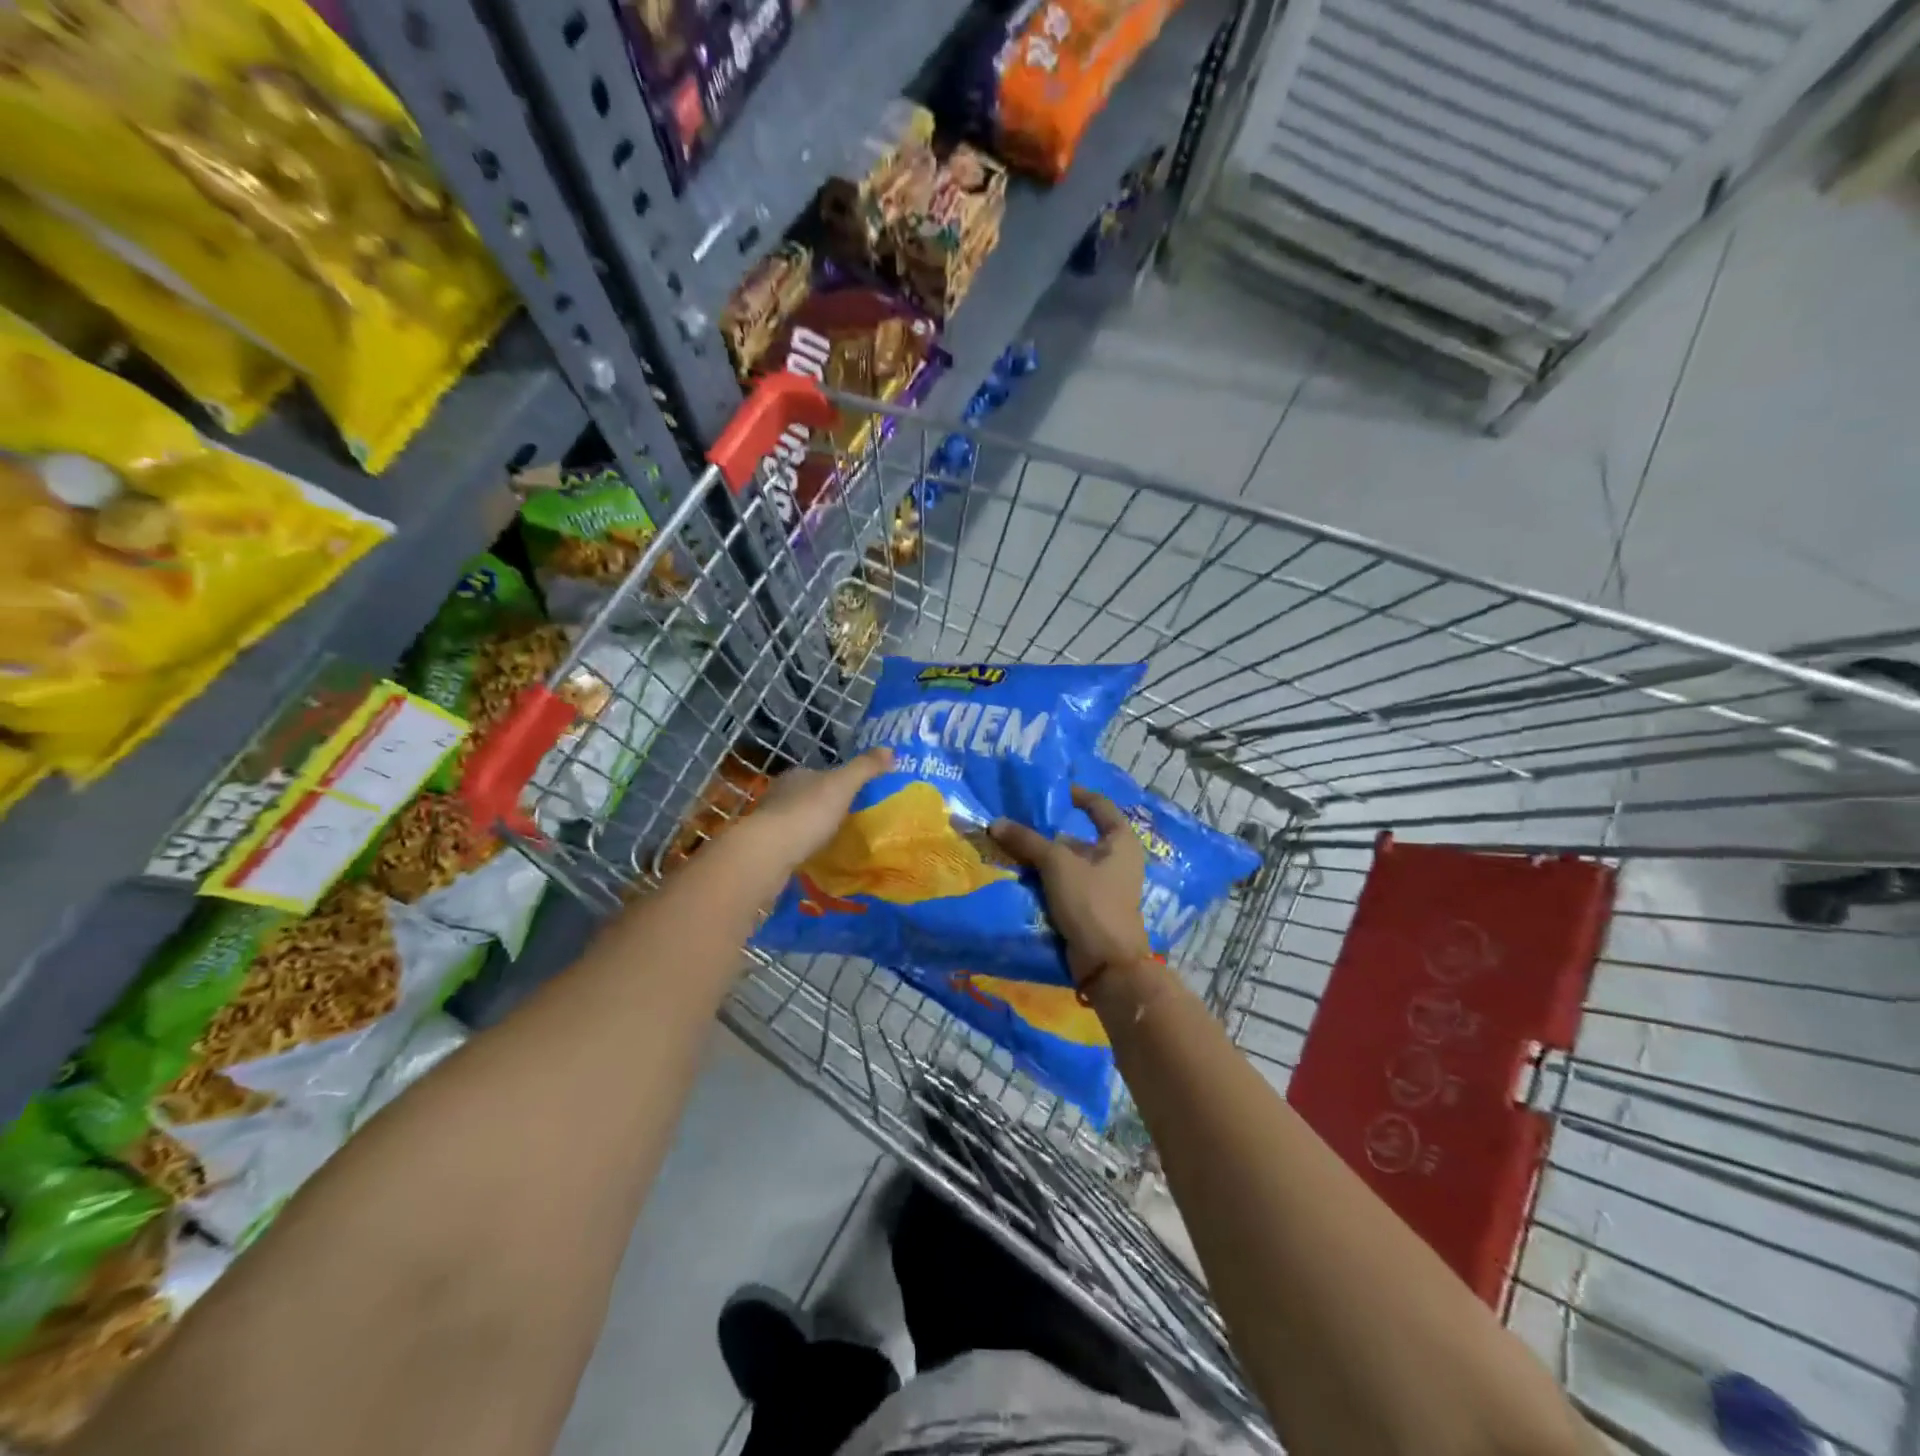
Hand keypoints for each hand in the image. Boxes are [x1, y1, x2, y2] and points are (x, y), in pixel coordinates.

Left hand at [735, 748, 892, 873]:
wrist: (768, 851)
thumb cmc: (808, 812)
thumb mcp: (843, 785)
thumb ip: (865, 768)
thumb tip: (892, 750)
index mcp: (797, 775)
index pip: (818, 773)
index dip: (835, 781)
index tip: (852, 795)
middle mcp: (779, 793)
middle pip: (805, 795)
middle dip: (822, 805)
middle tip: (846, 819)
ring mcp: (769, 821)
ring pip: (795, 819)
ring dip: (810, 827)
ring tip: (832, 840)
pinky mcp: (765, 847)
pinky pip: (789, 842)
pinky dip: (801, 846)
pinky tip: (813, 856)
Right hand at [990, 786, 1152, 986]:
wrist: (1106, 963)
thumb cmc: (1091, 901)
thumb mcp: (1057, 864)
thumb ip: (1027, 840)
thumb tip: (995, 823)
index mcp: (1121, 841)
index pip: (1098, 805)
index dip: (1075, 794)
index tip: (1049, 791)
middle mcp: (1117, 859)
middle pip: (1078, 836)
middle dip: (1047, 831)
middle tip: (1016, 823)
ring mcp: (1105, 885)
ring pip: (1068, 862)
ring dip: (1042, 857)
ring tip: (1010, 847)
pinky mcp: (1091, 906)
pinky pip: (1065, 884)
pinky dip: (1045, 879)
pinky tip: (1020, 875)